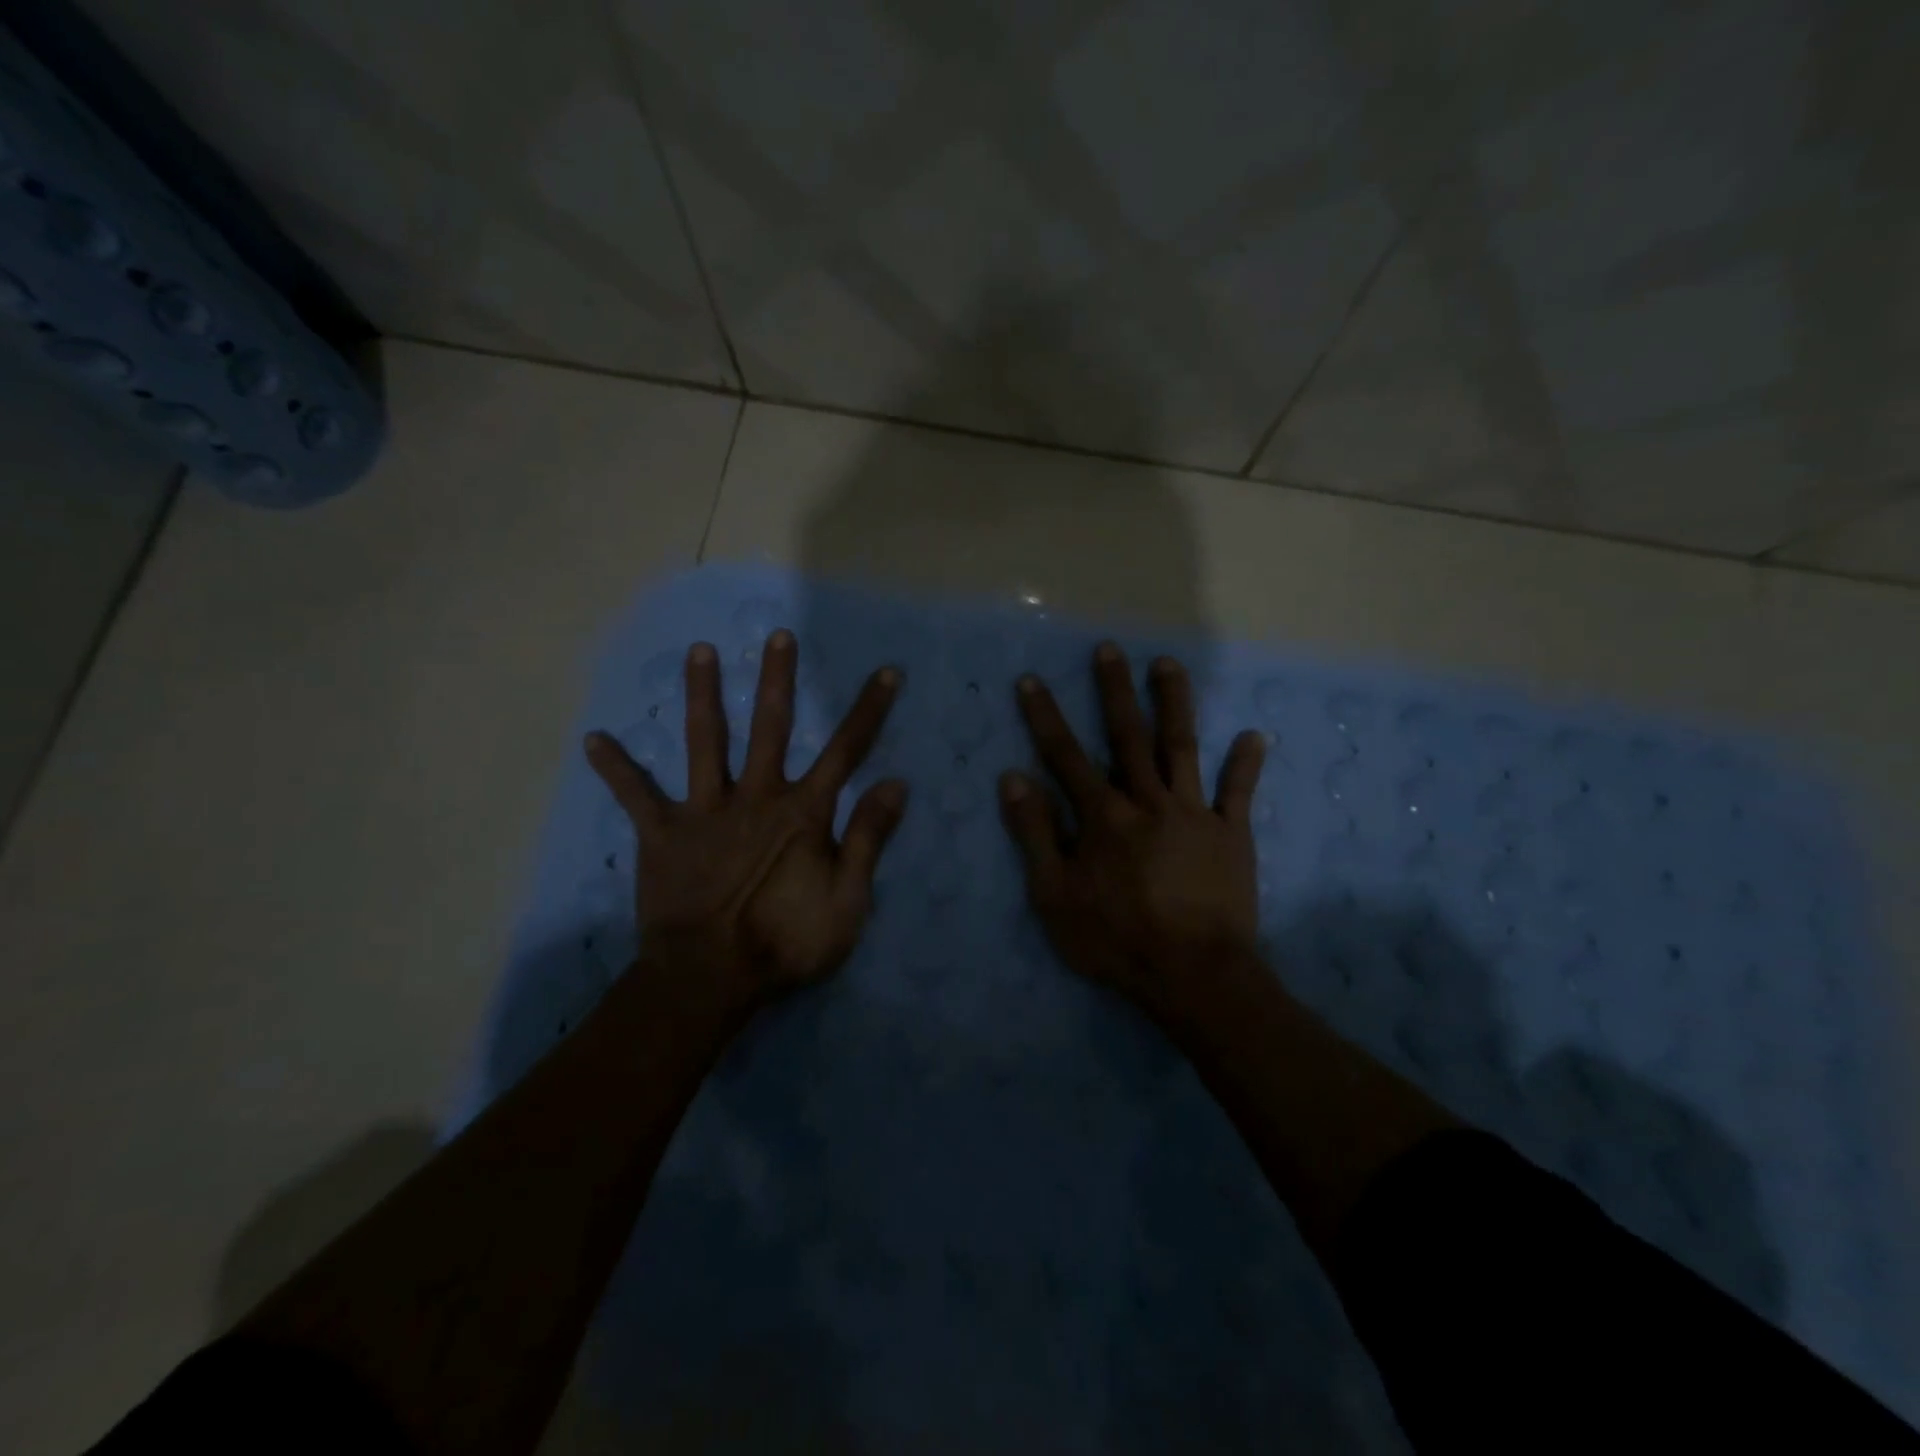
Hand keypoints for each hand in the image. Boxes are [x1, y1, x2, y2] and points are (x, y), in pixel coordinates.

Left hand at [586, 631, 906, 1016]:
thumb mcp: (847, 901)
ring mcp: (705, 811)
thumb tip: (896, 783)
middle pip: (770, 727)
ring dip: (703, 695)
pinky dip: (617, 769)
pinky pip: (637, 796)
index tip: (886, 673)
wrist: (708, 980)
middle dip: (777, 679)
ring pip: (705, 742)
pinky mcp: (663, 834)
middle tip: (777, 635)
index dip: (869, 711)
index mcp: (802, 813)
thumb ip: (868, 839)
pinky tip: (594, 739)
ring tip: (698, 651)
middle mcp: (755, 797)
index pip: (846, 751)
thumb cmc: (786, 944)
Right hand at [999, 643, 1266, 1021]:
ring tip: (1168, 664)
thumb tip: (1014, 778)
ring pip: (1181, 747)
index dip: (1045, 717)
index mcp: (1102, 816)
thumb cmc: (1115, 939)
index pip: (1065, 756)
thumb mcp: (1054, 895)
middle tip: (1109, 650)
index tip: (1032, 680)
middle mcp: (1146, 801)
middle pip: (1127, 736)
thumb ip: (1034, 834)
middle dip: (1114, 691)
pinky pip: (1239, 792)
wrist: (1191, 974)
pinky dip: (1246, 763)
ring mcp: (1193, 813)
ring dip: (1173, 703)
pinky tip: (1254, 735)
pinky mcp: (1231, 834)